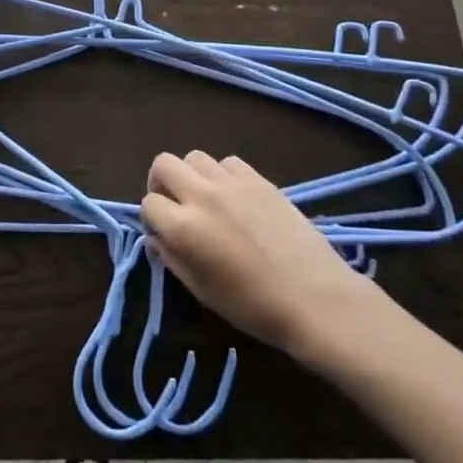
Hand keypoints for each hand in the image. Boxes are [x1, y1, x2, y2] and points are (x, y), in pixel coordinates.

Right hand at [140, 150, 376, 356]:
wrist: (313, 297)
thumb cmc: (253, 306)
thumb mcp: (202, 291)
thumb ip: (173, 259)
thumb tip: (157, 237)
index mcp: (184, 228)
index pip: (149, 204)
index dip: (153, 219)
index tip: (164, 233)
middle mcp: (202, 196)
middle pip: (163, 164)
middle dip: (161, 183)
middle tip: (175, 205)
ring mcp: (232, 182)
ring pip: (194, 156)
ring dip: (192, 175)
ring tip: (206, 198)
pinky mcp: (258, 178)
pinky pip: (228, 162)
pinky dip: (223, 174)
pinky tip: (235, 197)